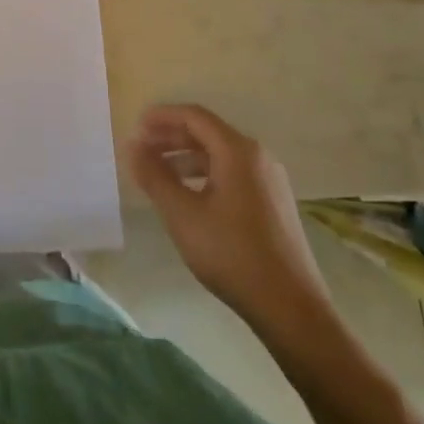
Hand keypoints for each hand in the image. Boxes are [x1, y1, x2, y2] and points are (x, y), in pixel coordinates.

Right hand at [127, 105, 331, 337]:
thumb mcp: (181, 213)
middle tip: (139, 149)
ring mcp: (269, 181)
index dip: (160, 117)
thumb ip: (154, 175)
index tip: (133, 127)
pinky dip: (203, 175)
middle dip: (170, 137)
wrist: (290, 307)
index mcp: (238, 151)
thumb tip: (132, 145)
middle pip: (207, 133)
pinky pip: (231, 174)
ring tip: (157, 174)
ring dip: (184, 157)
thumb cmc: (231, 253)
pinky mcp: (273, 203)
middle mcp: (258, 157)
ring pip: (219, 155)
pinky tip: (187, 196)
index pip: (194, 116)